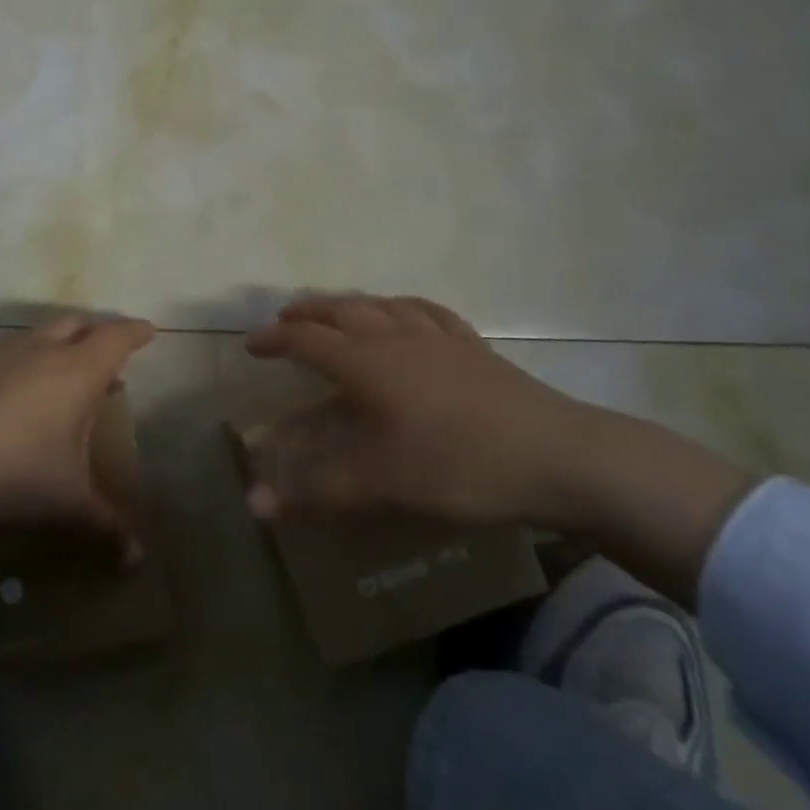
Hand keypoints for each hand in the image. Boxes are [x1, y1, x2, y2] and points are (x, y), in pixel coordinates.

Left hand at [0, 315, 155, 559]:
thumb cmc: (10, 470)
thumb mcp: (64, 504)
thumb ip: (105, 526)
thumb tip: (137, 559)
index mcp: (76, 371)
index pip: (116, 336)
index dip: (135, 332)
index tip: (149, 331)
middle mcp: (41, 350)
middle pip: (78, 323)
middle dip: (97, 333)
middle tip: (108, 356)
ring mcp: (0, 353)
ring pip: (39, 335)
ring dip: (58, 346)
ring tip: (62, 379)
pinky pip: (6, 352)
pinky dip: (22, 363)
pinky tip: (11, 396)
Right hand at [243, 293, 757, 606]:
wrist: (558, 457)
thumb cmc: (459, 467)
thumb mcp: (381, 485)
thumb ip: (316, 493)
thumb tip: (253, 506)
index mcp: (367, 364)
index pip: (307, 341)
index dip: (274, 340)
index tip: (251, 344)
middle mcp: (395, 337)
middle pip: (340, 311)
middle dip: (307, 313)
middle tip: (286, 319)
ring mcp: (438, 337)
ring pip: (381, 304)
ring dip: (349, 303)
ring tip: (336, 310)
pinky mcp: (472, 346)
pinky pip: (426, 311)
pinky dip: (401, 306)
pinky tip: (405, 313)